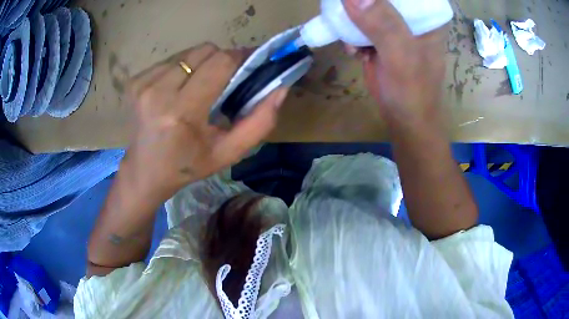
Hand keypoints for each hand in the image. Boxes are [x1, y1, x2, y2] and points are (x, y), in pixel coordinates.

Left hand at [122, 43, 287, 201]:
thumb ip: (259, 122)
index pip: (220, 63)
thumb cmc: (187, 165)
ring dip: (202, 64)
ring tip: (200, 87)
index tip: (250, 64)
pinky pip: (171, 59)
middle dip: (222, 59)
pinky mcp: (136, 80)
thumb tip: (281, 89)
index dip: (241, 58)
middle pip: (205, 50)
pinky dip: (183, 68)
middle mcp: (159, 91)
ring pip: (188, 52)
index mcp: (182, 113)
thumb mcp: (228, 153)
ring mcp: (143, 83)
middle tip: (225, 80)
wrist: (144, 171)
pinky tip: (179, 89)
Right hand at [343, 0, 447, 123]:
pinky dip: (352, 36)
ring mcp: (395, 30)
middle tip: (344, 8)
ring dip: (353, 21)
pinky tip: (353, 51)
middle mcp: (412, 19)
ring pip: (368, 10)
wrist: (404, 122)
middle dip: (361, 4)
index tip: (361, 1)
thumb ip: (382, 25)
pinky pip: (361, 27)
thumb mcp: (401, 57)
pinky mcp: (381, 41)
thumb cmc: (412, 93)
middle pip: (382, 0)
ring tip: (352, 41)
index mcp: (427, 18)